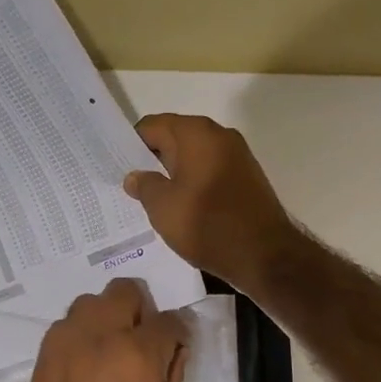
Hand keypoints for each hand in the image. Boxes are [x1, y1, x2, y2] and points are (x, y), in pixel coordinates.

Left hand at [18, 279, 188, 381]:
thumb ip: (173, 370)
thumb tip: (175, 342)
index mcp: (137, 351)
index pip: (169, 319)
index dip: (177, 332)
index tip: (175, 346)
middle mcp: (99, 334)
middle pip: (124, 290)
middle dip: (139, 310)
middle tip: (140, 341)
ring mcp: (65, 341)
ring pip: (90, 302)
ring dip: (105, 317)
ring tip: (108, 352)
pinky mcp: (42, 355)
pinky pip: (66, 326)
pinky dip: (80, 335)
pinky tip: (84, 367)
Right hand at [123, 114, 302, 298]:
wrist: (265, 255)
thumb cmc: (207, 224)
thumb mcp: (163, 207)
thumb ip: (144, 185)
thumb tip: (135, 176)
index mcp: (196, 133)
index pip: (152, 126)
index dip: (130, 144)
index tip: (115, 165)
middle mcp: (219, 135)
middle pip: (174, 138)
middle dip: (151, 159)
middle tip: (129, 183)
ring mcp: (237, 155)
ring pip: (193, 157)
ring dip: (173, 173)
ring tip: (152, 198)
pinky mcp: (247, 177)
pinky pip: (210, 171)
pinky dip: (194, 183)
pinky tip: (182, 206)